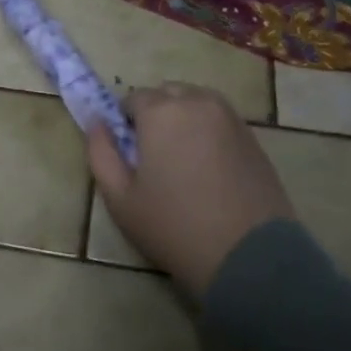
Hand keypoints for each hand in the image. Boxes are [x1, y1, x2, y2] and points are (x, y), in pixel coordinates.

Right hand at [87, 83, 294, 299]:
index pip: (133, 99)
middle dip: (156, 115)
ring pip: (196, 102)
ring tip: (182, 160)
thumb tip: (97, 124)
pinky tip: (208, 167)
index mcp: (161, 111)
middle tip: (154, 157)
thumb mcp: (120, 198)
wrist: (249, 256)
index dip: (126, 124)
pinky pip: (219, 120)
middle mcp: (197, 102)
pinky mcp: (253, 136)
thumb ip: (101, 153)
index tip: (130, 154)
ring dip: (183, 119)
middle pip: (167, 94)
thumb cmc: (175, 227)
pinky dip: (208, 131)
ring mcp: (230, 117)